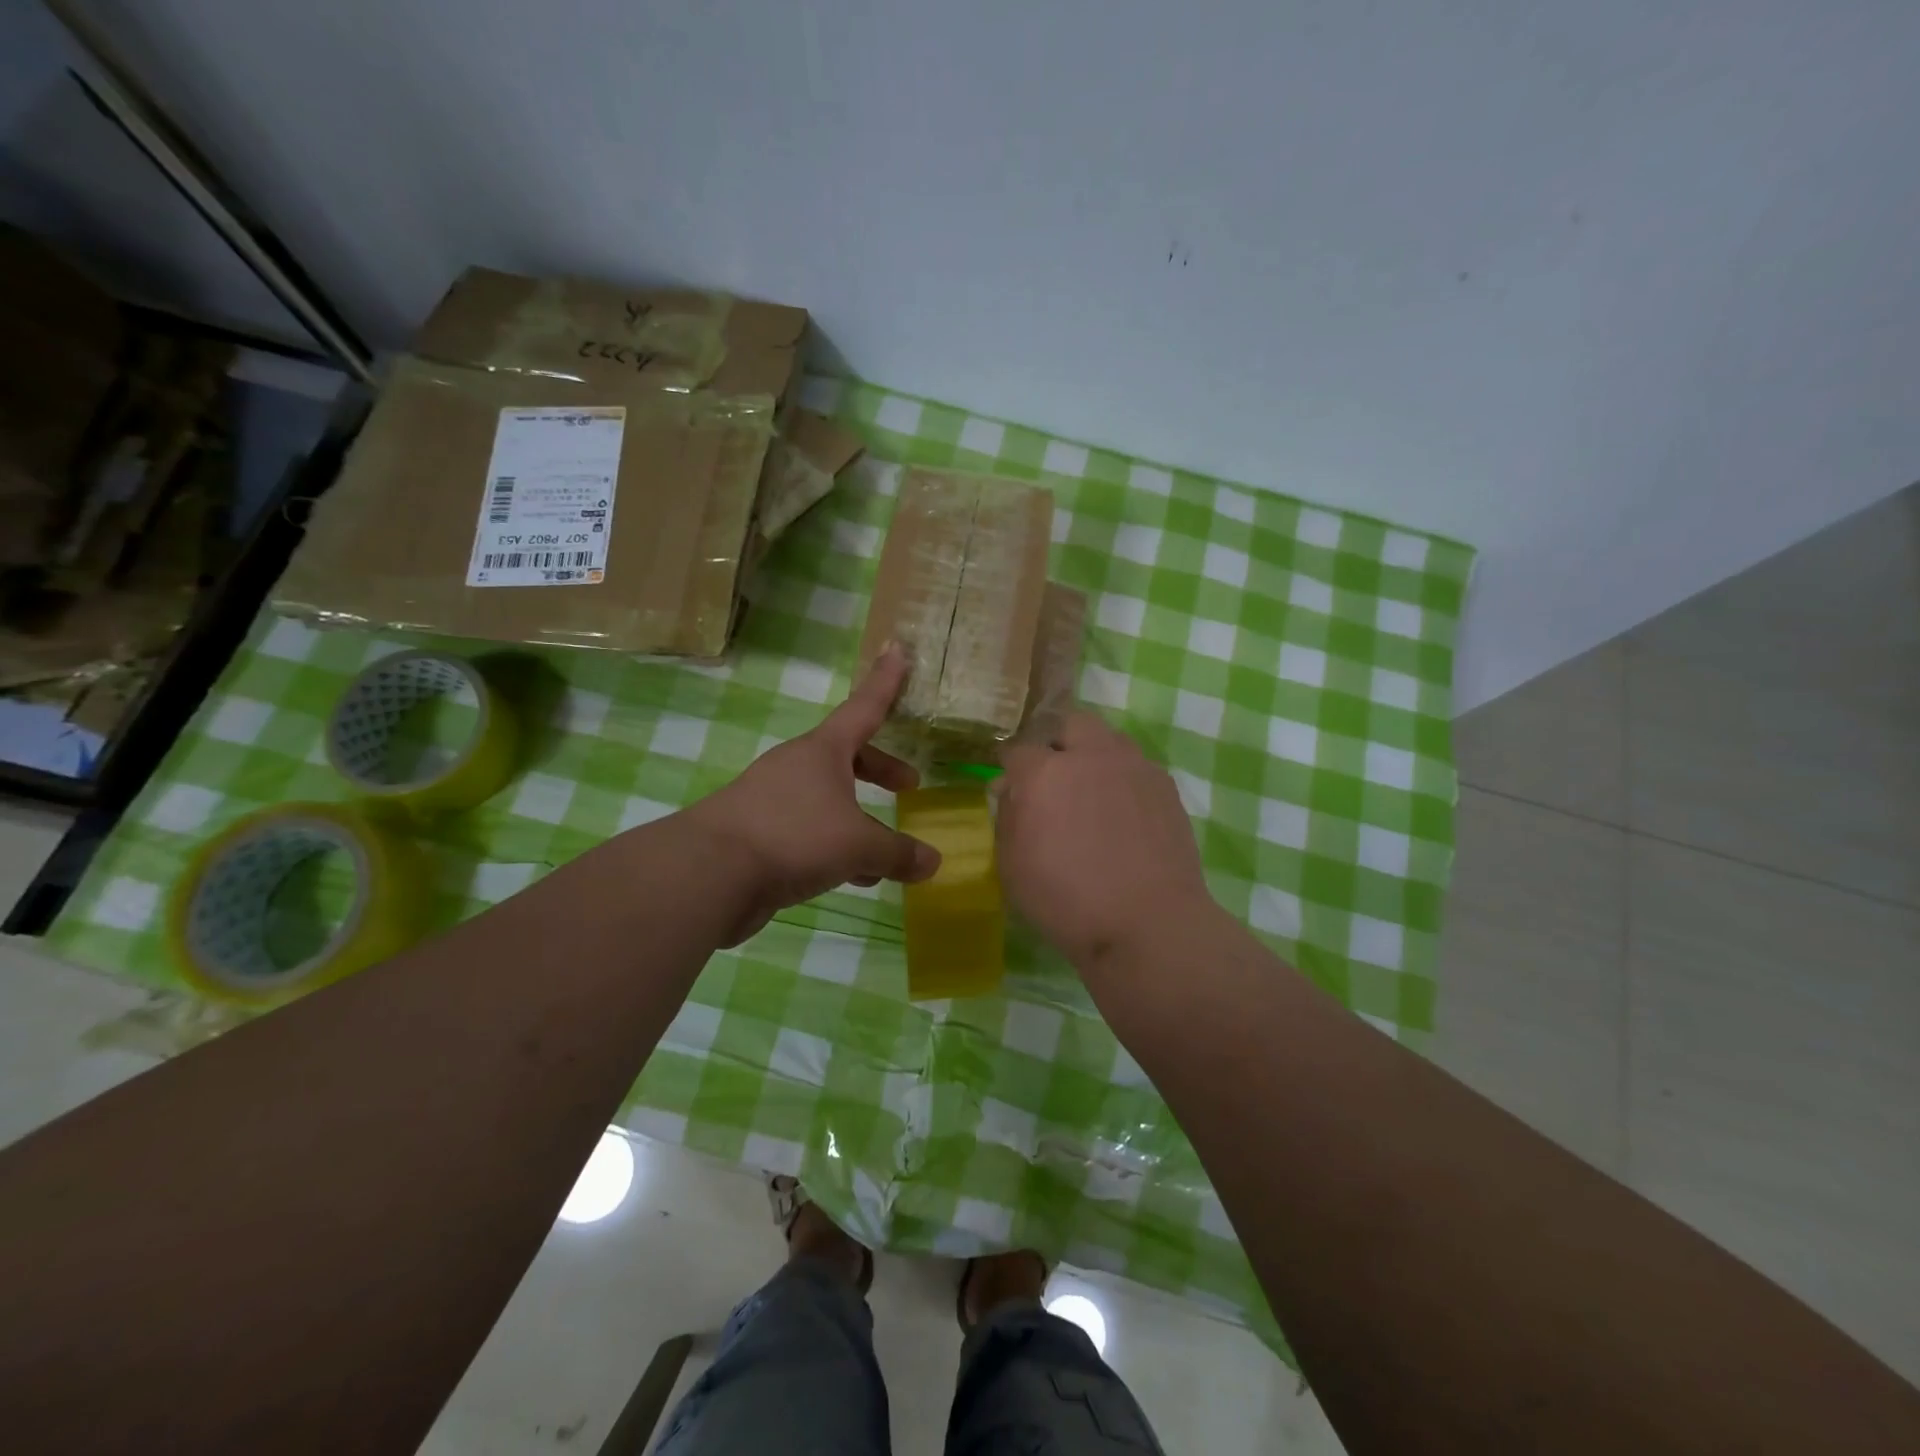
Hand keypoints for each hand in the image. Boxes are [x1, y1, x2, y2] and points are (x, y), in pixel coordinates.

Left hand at [686, 644, 940, 944]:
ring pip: (827, 797)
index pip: (864, 707)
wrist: (709, 872)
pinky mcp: (757, 831)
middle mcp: (797, 766)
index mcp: (823, 751)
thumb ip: (898, 853)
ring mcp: (772, 797)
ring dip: (857, 815)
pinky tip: (850, 876)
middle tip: (909, 785)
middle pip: (847, 757)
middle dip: (880, 769)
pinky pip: (808, 828)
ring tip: (882, 851)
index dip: (885, 681)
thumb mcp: (858, 845)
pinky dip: (833, 843)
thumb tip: (933, 862)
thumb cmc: (794, 836)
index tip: (898, 648)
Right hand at [997, 713, 1215, 973]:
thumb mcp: (1013, 866)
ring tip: (1090, 790)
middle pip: (1069, 724)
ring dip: (1093, 754)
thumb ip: (1007, 818)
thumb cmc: (1067, 901)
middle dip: (1055, 741)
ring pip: (1109, 740)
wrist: (1148, 925)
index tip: (1008, 783)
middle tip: (1051, 775)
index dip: (1009, 765)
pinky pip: (1136, 767)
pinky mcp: (1165, 787)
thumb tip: (1009, 790)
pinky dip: (1122, 779)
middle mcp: (1091, 757)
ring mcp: (1134, 768)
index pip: (1017, 749)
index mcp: (1045, 773)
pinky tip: (1121, 813)